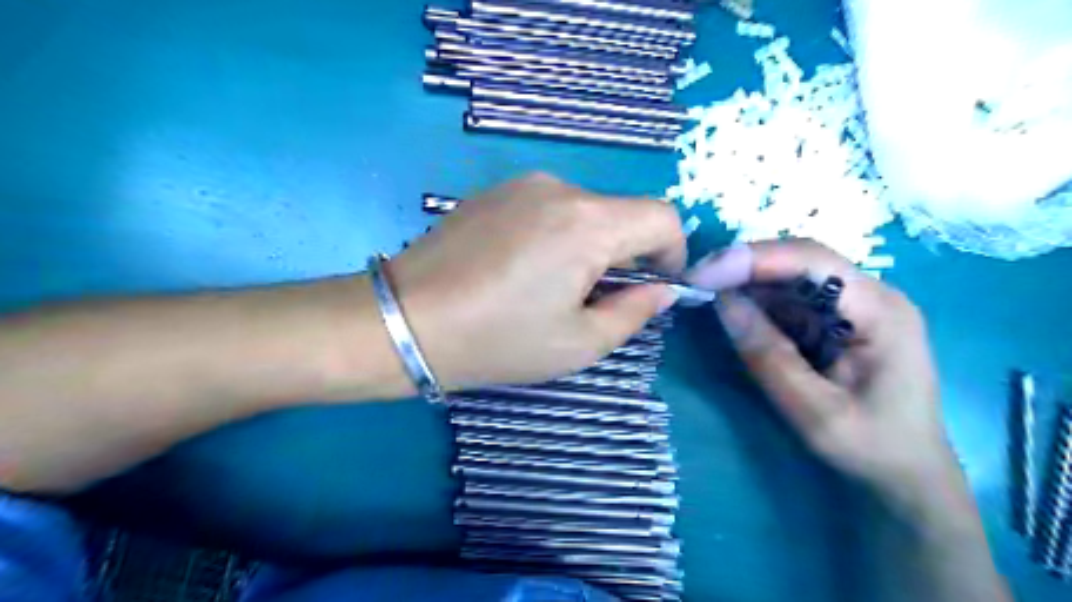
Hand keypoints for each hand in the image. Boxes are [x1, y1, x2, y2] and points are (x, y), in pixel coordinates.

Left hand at [389, 173, 681, 389]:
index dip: (672, 251)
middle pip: (620, 213)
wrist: (404, 320)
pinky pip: (547, 207)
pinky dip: (555, 235)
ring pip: (583, 210)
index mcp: (587, 223)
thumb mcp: (578, 343)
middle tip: (596, 299)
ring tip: (551, 287)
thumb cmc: (497, 340)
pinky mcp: (492, 192)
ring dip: (588, 245)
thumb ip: (633, 313)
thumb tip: (662, 290)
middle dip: (625, 255)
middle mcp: (559, 188)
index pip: (661, 216)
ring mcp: (521, 185)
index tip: (656, 284)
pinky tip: (520, 269)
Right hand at [690, 242, 967, 515]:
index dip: (755, 259)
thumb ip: (769, 357)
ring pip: (790, 278)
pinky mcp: (834, 322)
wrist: (907, 476)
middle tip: (696, 280)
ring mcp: (852, 308)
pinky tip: (732, 310)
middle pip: (800, 262)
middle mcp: (869, 297)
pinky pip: (789, 301)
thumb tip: (722, 302)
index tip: (705, 273)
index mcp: (880, 311)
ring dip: (746, 283)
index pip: (813, 261)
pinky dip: (756, 303)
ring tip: (705, 292)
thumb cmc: (872, 449)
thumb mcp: (815, 412)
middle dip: (745, 267)